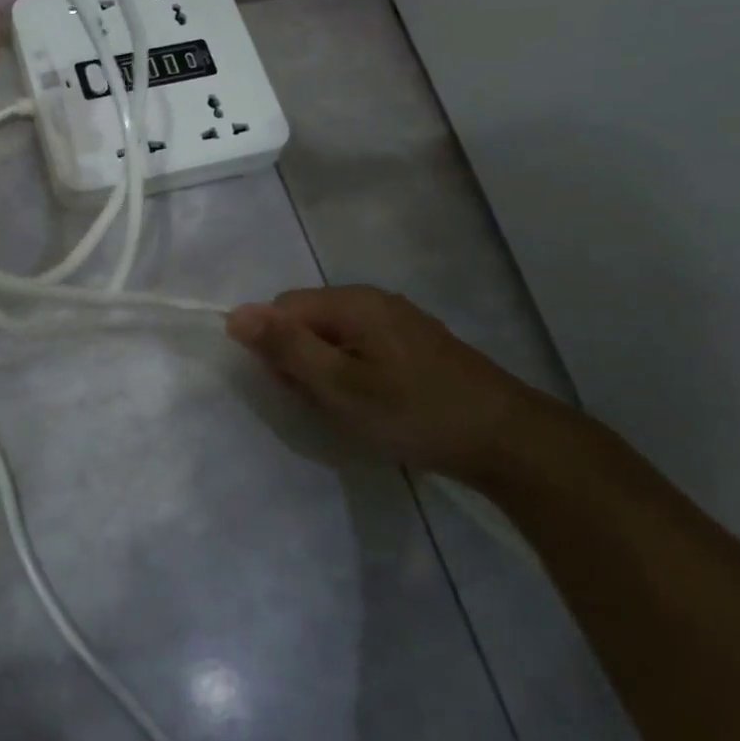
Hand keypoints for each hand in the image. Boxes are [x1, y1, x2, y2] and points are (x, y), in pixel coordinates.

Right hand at [226, 287, 547, 476]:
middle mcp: (372, 300)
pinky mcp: (414, 343)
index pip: (282, 308)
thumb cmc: (414, 412)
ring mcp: (398, 320)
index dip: (276, 348)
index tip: (296, 388)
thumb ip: (286, 347)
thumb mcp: (339, 386)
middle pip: (307, 319)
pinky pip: (360, 346)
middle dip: (301, 359)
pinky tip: (375, 403)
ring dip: (326, 370)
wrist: (506, 440)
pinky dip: (353, 372)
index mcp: (352, 302)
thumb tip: (234, 313)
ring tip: (350, 407)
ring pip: (333, 336)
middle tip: (325, 402)